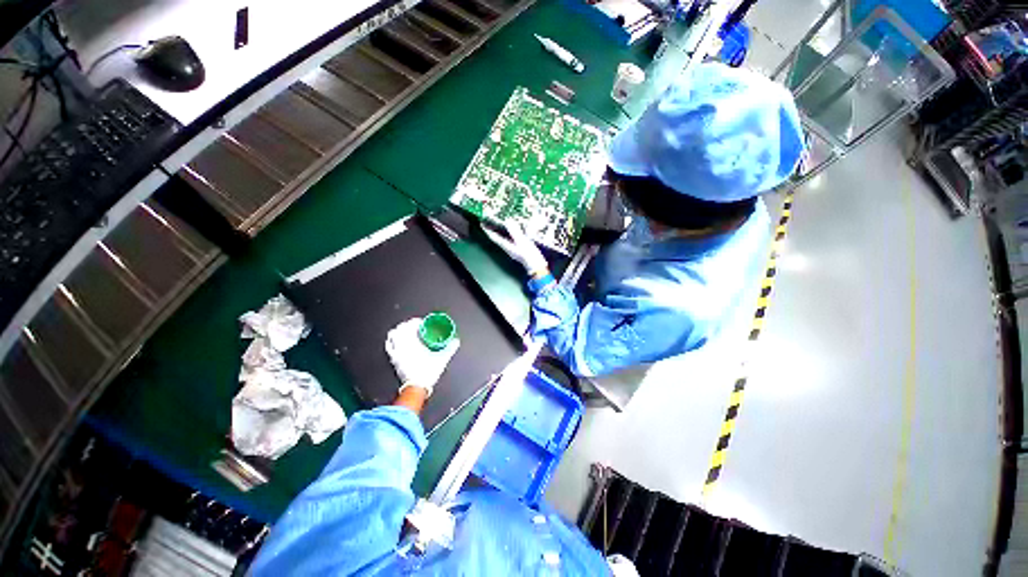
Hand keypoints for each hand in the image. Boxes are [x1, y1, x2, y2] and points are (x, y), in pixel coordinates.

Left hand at [385, 318, 459, 396]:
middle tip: (414, 325)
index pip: (411, 325)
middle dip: (407, 324)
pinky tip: (396, 341)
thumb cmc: (427, 373)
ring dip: (398, 331)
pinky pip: (389, 347)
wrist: (416, 387)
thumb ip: (450, 348)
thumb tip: (456, 341)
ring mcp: (396, 353)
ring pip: (392, 336)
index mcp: (413, 342)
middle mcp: (403, 346)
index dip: (415, 321)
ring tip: (404, 331)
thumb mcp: (442, 359)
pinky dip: (391, 341)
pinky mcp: (393, 360)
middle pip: (400, 329)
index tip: (421, 322)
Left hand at [481, 222, 549, 277]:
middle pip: (497, 237)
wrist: (537, 266)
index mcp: (506, 246)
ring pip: (504, 238)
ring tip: (500, 223)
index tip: (482, 223)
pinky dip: (511, 233)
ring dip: (501, 231)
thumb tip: (507, 221)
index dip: (487, 230)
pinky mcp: (520, 249)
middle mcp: (508, 247)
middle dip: (493, 230)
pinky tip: (515, 230)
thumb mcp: (522, 241)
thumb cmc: (529, 255)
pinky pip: (512, 239)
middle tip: (489, 221)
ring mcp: (513, 248)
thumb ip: (514, 231)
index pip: (494, 237)